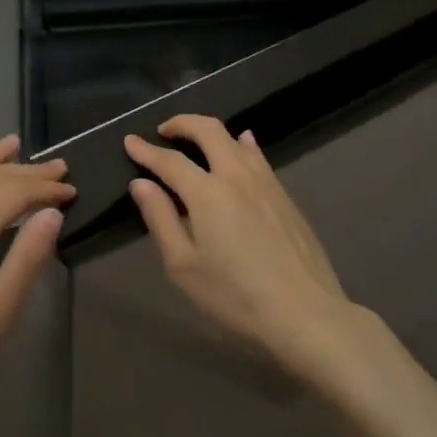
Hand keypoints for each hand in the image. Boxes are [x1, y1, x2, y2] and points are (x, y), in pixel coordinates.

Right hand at [126, 115, 354, 374]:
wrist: (305, 313)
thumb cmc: (235, 295)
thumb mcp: (183, 266)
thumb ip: (160, 219)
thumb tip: (141, 184)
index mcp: (207, 192)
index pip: (169, 160)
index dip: (146, 150)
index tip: (130, 141)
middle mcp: (236, 175)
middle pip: (208, 131)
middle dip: (182, 123)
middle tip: (164, 131)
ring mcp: (265, 182)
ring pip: (235, 139)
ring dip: (211, 132)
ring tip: (196, 140)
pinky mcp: (285, 195)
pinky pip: (258, 156)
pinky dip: (241, 144)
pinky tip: (242, 145)